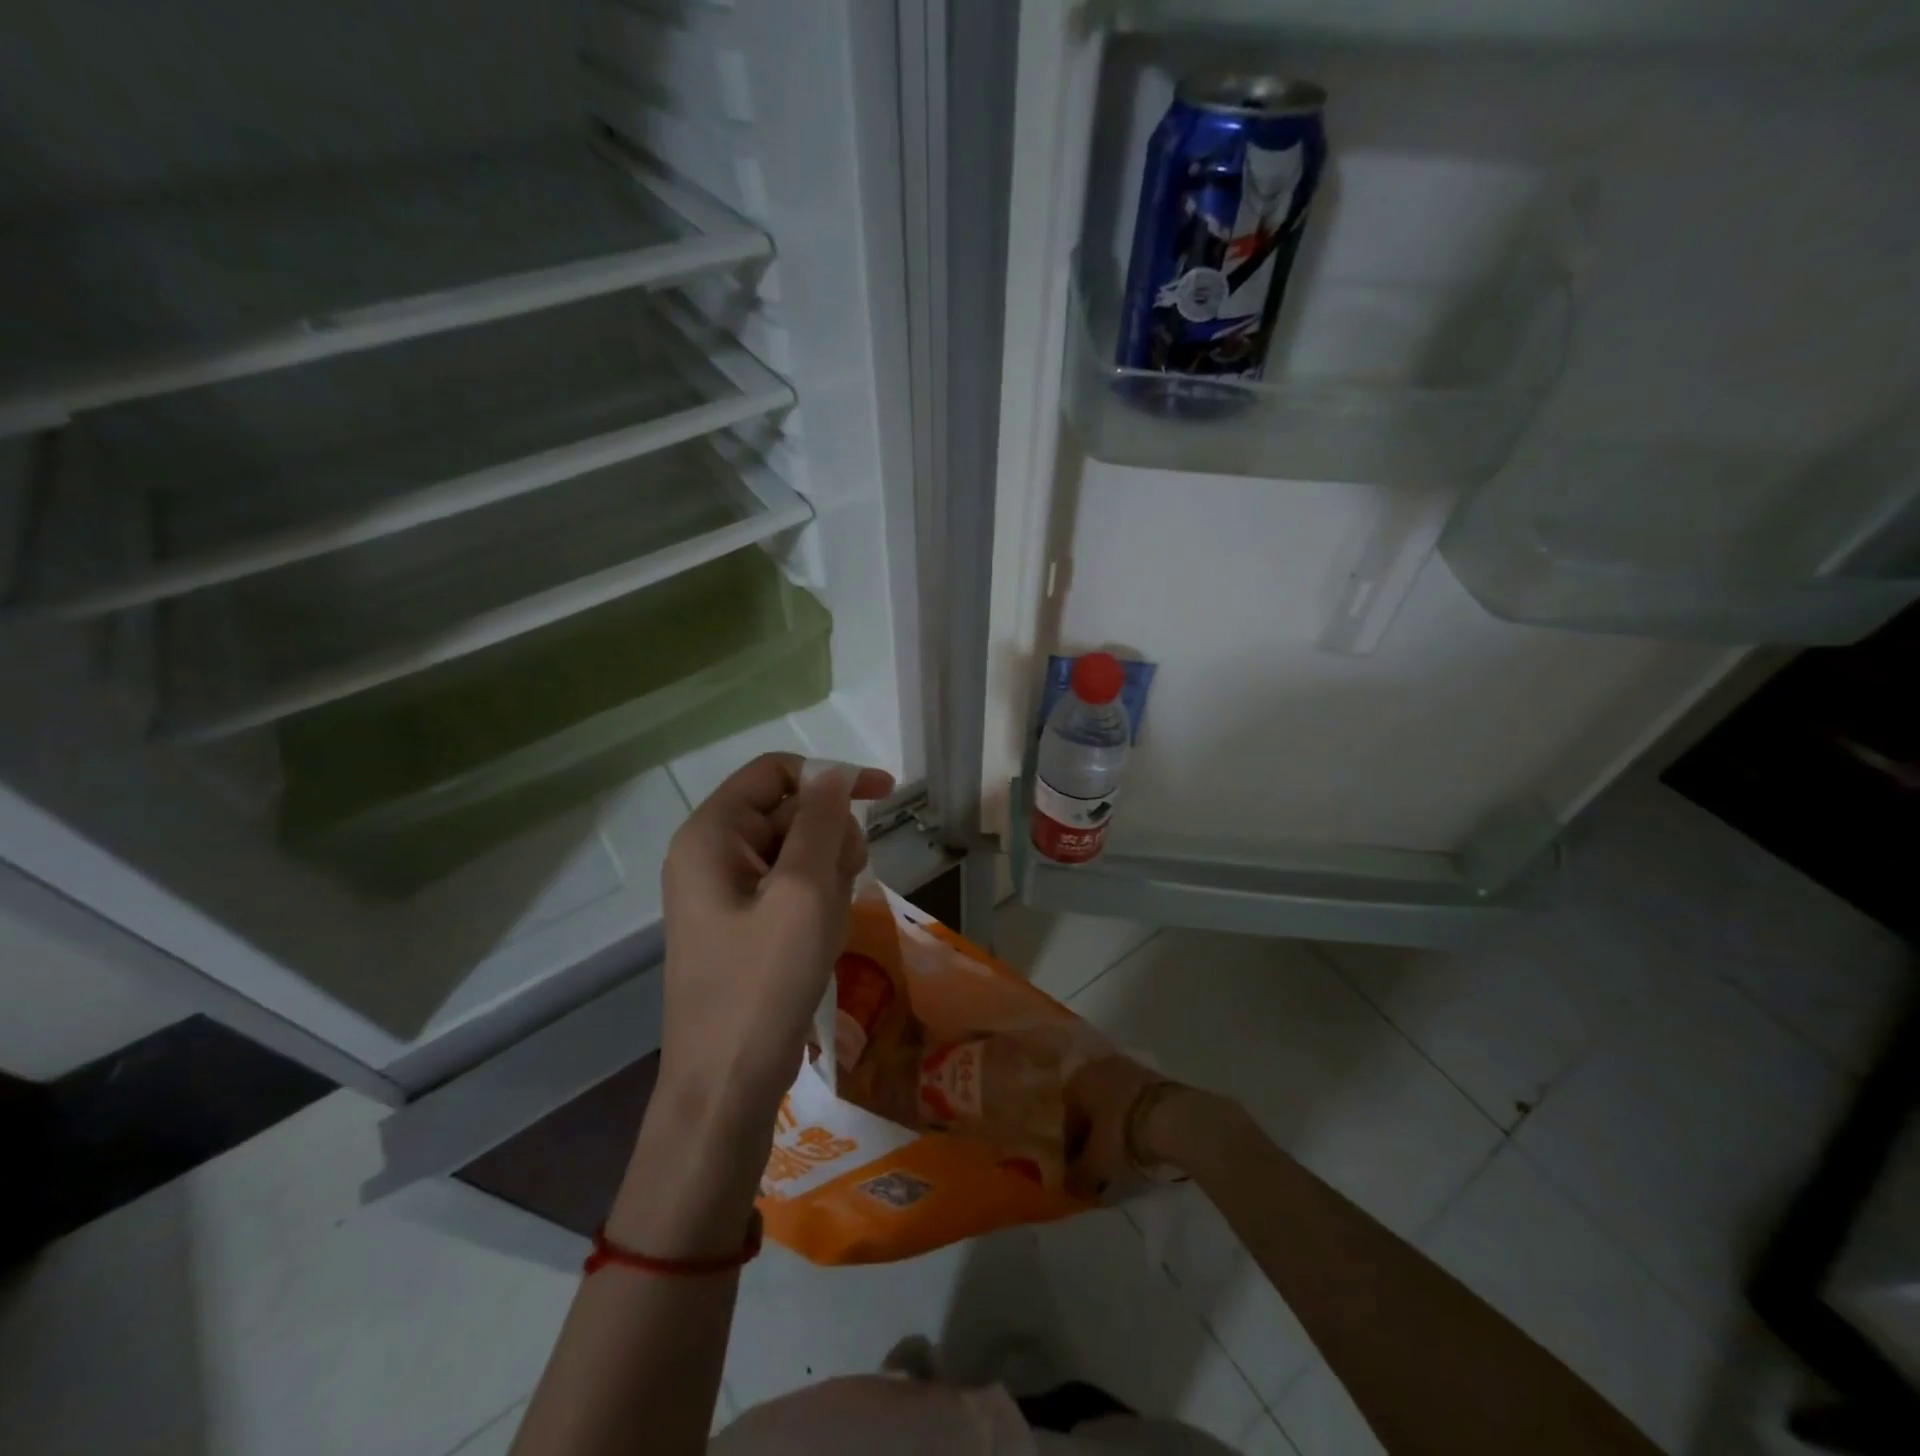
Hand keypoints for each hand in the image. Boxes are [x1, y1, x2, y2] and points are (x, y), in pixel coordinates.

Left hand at [657, 752, 893, 1121]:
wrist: (726, 1084)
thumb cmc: (764, 983)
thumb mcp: (804, 891)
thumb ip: (821, 820)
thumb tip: (833, 770)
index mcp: (711, 834)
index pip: (776, 772)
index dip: (831, 776)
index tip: (885, 795)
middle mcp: (711, 853)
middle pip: (789, 811)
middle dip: (829, 838)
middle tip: (843, 884)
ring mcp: (724, 891)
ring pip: (797, 850)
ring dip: (828, 873)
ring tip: (828, 921)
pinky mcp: (741, 922)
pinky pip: (789, 886)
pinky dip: (816, 899)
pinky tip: (822, 935)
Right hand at [1064, 1054, 1185, 1195]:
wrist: (1172, 1117)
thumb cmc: (1122, 1135)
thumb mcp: (1096, 1165)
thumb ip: (1077, 1176)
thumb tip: (1068, 1184)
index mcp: (1076, 1081)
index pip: (1067, 1119)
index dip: (1071, 1148)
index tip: (1080, 1170)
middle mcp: (1096, 1067)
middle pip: (1089, 1106)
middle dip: (1093, 1132)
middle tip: (1100, 1160)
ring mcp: (1126, 1067)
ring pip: (1111, 1100)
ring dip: (1113, 1123)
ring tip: (1123, 1151)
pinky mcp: (1151, 1073)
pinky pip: (1133, 1099)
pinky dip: (1132, 1117)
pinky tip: (1140, 1137)